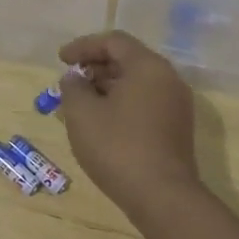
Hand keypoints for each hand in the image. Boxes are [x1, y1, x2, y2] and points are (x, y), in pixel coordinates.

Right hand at [56, 31, 202, 217]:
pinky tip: (102, 121)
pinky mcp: (177, 128)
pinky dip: (122, 102)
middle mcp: (168, 79)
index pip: (113, 42)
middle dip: (95, 66)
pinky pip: (146, 102)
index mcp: (148, 67)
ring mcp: (177, 105)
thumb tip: (75, 78)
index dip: (83, 46)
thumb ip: (73, 87)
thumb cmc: (118, 147)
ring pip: (137, 82)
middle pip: (128, 60)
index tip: (61, 60)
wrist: (162, 197)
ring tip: (81, 102)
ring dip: (107, 86)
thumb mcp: (82, 114)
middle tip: (71, 80)